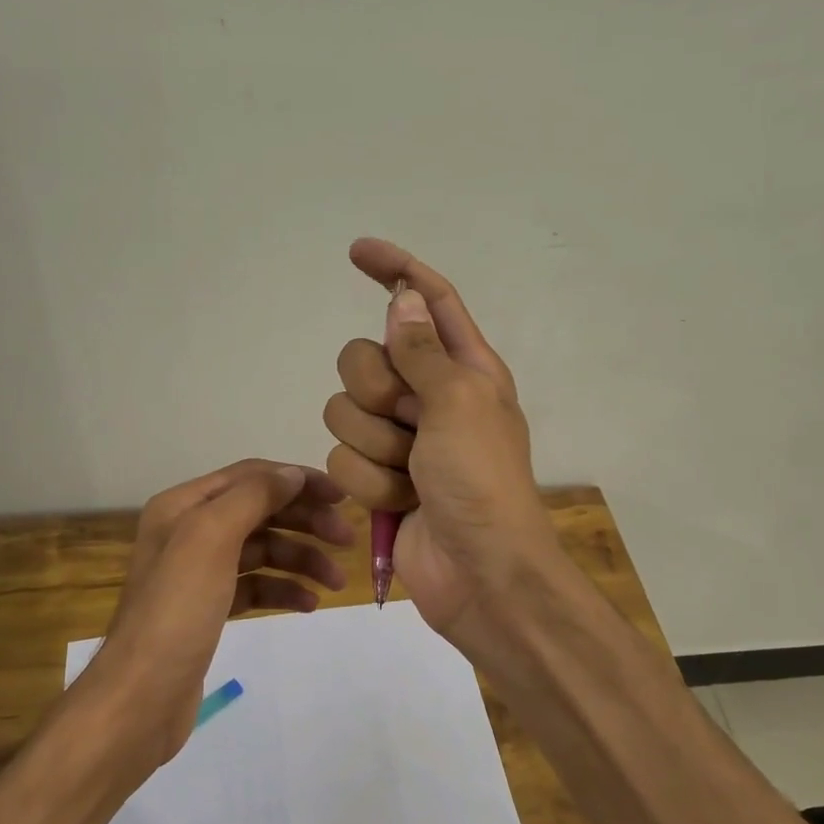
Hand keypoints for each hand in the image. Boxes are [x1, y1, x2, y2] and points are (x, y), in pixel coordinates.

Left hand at [81, 460, 352, 763]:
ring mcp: (198, 572)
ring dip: (301, 559)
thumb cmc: (177, 610)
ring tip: (335, 583)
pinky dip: (283, 589)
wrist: (141, 698)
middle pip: (260, 511)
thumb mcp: (211, 538)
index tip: (342, 498)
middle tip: (347, 541)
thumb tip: (292, 474)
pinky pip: (255, 586)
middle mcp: (188, 531)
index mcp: (183, 506)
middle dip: (305, 521)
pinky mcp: (209, 609)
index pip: (251, 476)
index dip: (298, 481)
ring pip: (262, 550)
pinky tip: (308, 604)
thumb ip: (253, 497)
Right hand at [323, 239, 566, 654]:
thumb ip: (422, 347)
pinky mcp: (377, 477)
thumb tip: (402, 296)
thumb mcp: (459, 401)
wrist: (478, 572)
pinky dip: (369, 483)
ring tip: (411, 473)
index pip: (427, 300)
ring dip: (375, 446)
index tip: (356, 251)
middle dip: (374, 391)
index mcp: (464, 366)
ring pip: (343, 411)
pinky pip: (342, 459)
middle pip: (363, 357)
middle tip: (408, 420)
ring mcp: (400, 438)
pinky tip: (400, 502)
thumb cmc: (481, 480)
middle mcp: (428, 395)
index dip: (395, 269)